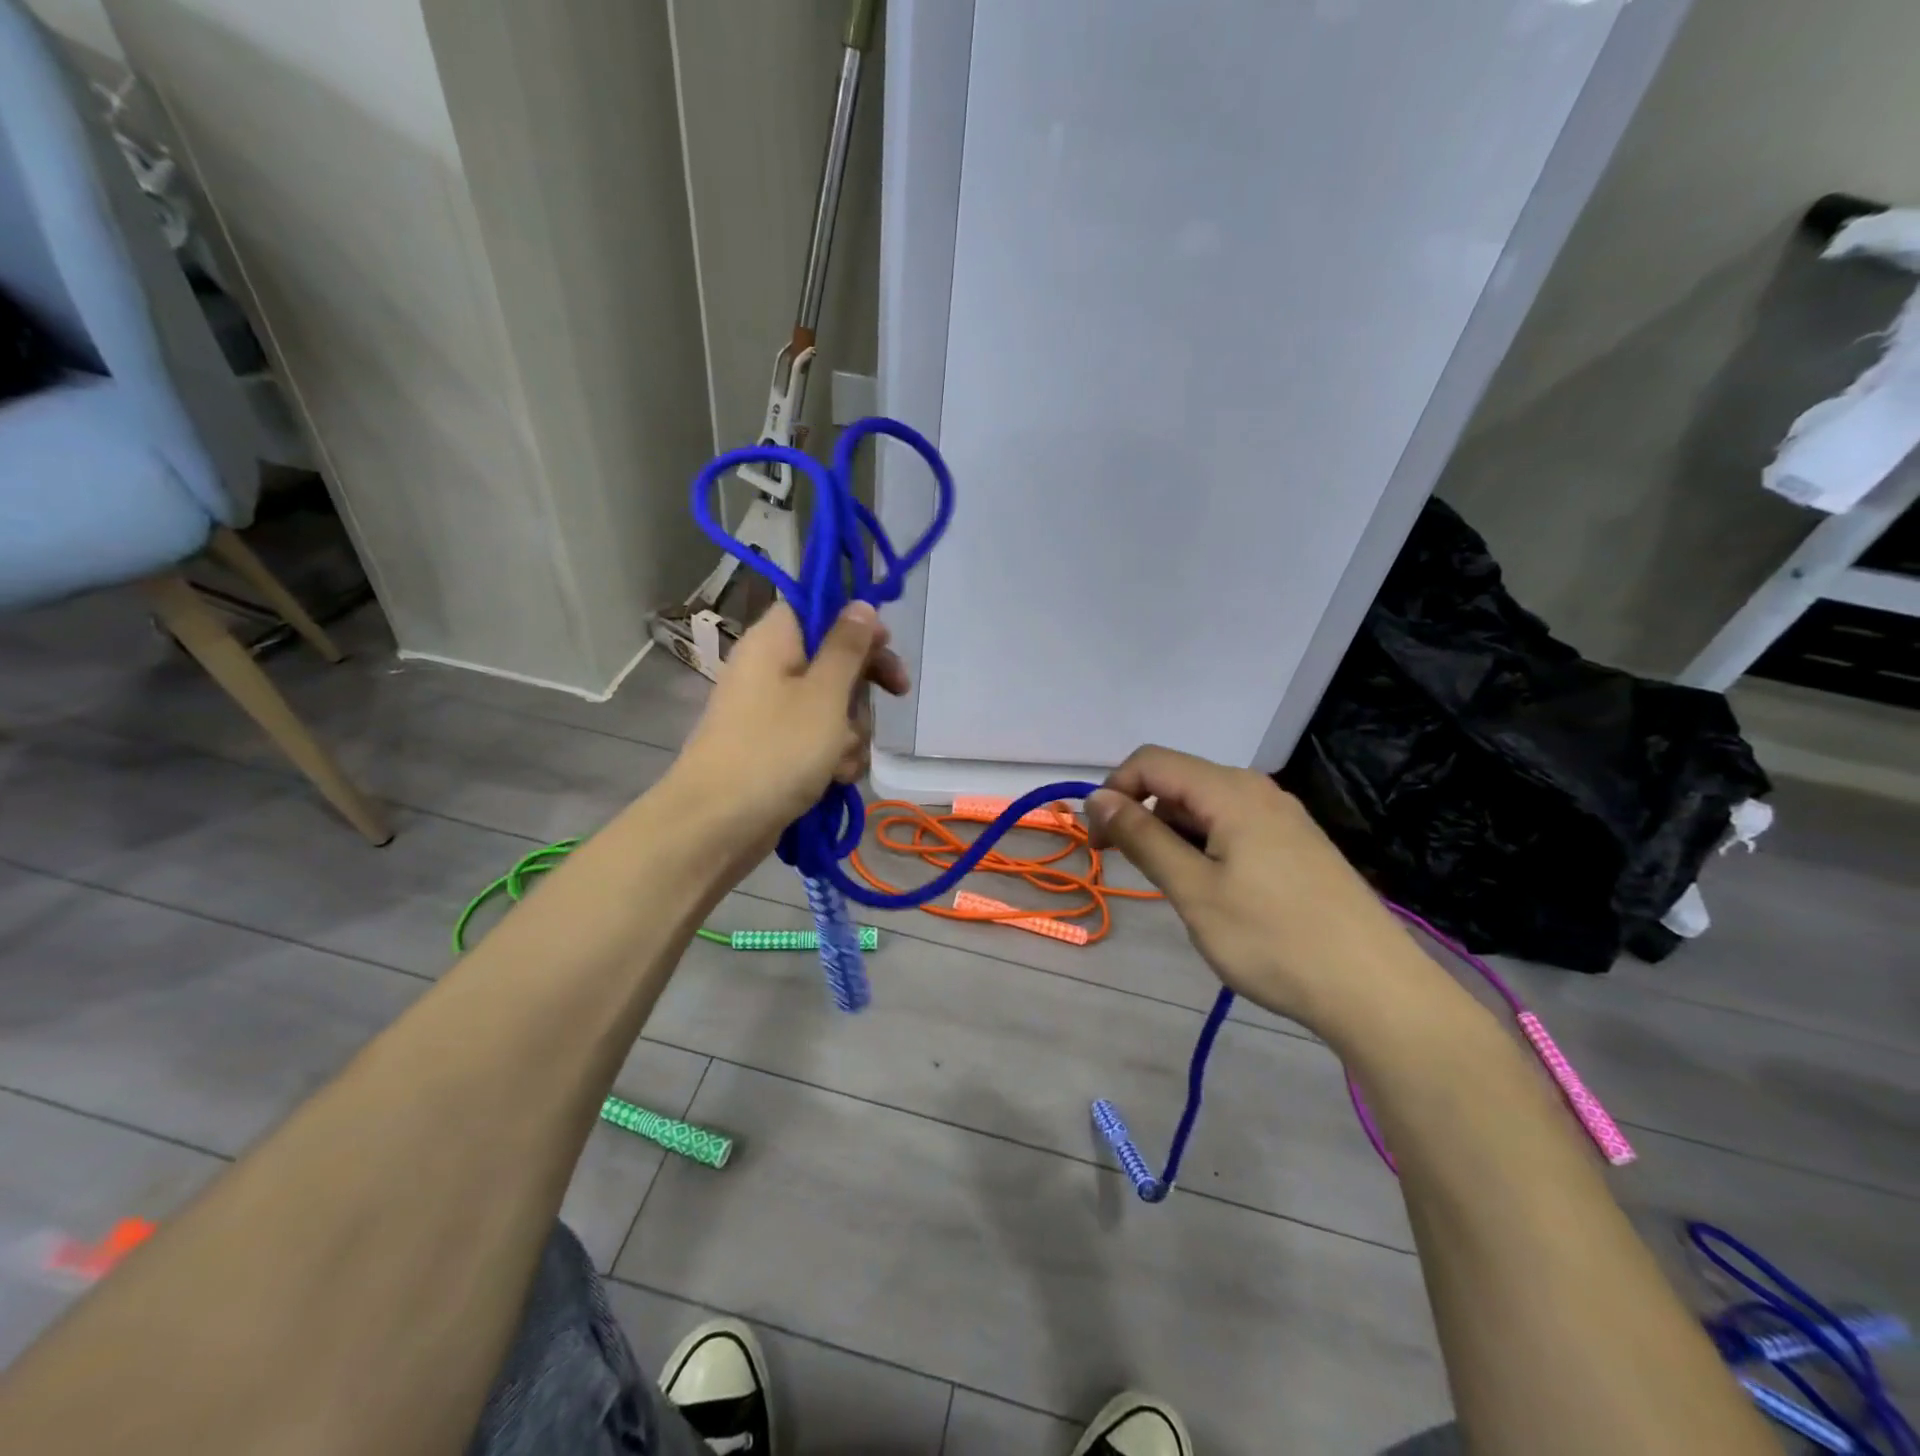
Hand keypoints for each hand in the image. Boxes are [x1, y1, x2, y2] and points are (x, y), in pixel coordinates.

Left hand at [672, 602, 908, 852]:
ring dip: (850, 732)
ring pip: (832, 707)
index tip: (885, 644)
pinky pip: (818, 740)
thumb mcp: (825, 694)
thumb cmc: (777, 749)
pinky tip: (836, 779)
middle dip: (862, 687)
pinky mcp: (776, 749)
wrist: (719, 824)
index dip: (854, 622)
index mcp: (774, 642)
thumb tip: (861, 605)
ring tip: (842, 758)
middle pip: (832, 660)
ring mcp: (771, 713)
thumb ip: (848, 647)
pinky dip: (832, 757)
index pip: (817, 608)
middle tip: (896, 693)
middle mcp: (770, 670)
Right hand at [1086, 745, 1431, 1032]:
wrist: (1376, 991)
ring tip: (1177, 890)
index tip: (1098, 843)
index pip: (1150, 762)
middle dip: (1142, 815)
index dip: (1113, 792)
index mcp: (1230, 791)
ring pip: (1205, 808)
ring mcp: (1283, 817)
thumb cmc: (1273, 939)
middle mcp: (1257, 790)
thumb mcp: (1194, 889)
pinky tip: (1215, 893)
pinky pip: (1234, 828)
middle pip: (1178, 782)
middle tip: (1132, 871)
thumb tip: (1098, 798)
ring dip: (1174, 836)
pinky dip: (1205, 848)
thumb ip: (1143, 837)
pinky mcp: (1297, 845)